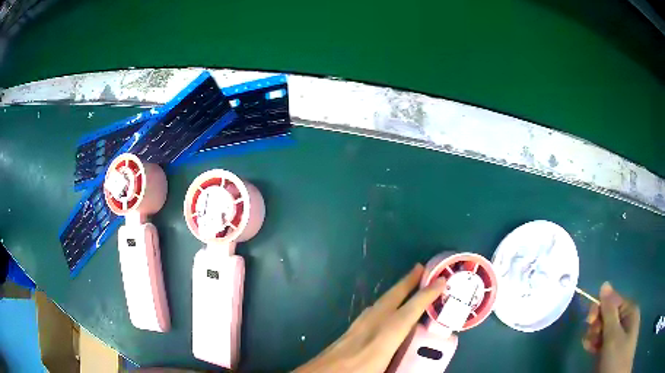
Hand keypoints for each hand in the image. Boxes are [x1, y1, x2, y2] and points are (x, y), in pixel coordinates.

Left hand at [294, 264, 445, 372]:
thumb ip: (403, 367)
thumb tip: (419, 367)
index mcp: (383, 339)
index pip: (409, 311)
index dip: (426, 295)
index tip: (441, 280)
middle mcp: (370, 327)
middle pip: (391, 299)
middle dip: (407, 282)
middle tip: (420, 267)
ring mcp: (356, 328)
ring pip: (378, 304)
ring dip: (394, 292)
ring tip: (406, 286)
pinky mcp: (347, 333)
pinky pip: (370, 312)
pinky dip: (382, 304)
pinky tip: (382, 310)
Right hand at [583, 282, 639, 372]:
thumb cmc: (618, 354)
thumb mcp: (613, 335)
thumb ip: (609, 311)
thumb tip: (604, 284)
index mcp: (628, 309)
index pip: (611, 300)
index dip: (599, 308)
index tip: (589, 322)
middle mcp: (625, 318)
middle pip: (607, 315)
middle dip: (596, 325)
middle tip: (591, 338)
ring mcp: (619, 334)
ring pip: (603, 329)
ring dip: (594, 336)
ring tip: (590, 347)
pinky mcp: (613, 347)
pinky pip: (603, 340)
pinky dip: (595, 344)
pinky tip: (591, 349)